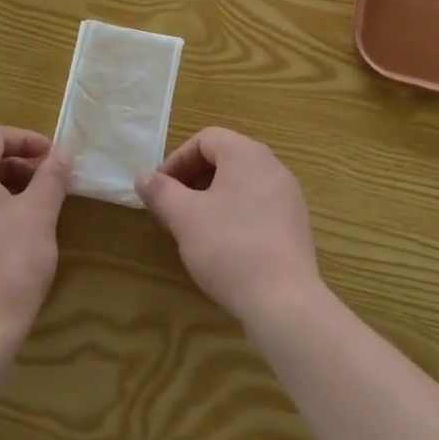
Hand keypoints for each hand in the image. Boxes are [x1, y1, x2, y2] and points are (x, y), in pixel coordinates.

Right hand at [136, 127, 322, 329]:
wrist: (284, 300)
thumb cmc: (229, 248)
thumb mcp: (185, 218)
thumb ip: (161, 192)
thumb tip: (143, 176)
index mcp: (246, 154)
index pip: (205, 139)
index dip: (177, 160)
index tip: (160, 190)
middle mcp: (272, 165)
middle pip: (225, 157)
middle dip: (194, 177)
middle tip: (174, 207)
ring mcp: (288, 194)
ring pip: (242, 181)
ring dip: (213, 195)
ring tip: (196, 226)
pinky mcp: (295, 222)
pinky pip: (259, 203)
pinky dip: (236, 212)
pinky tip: (225, 245)